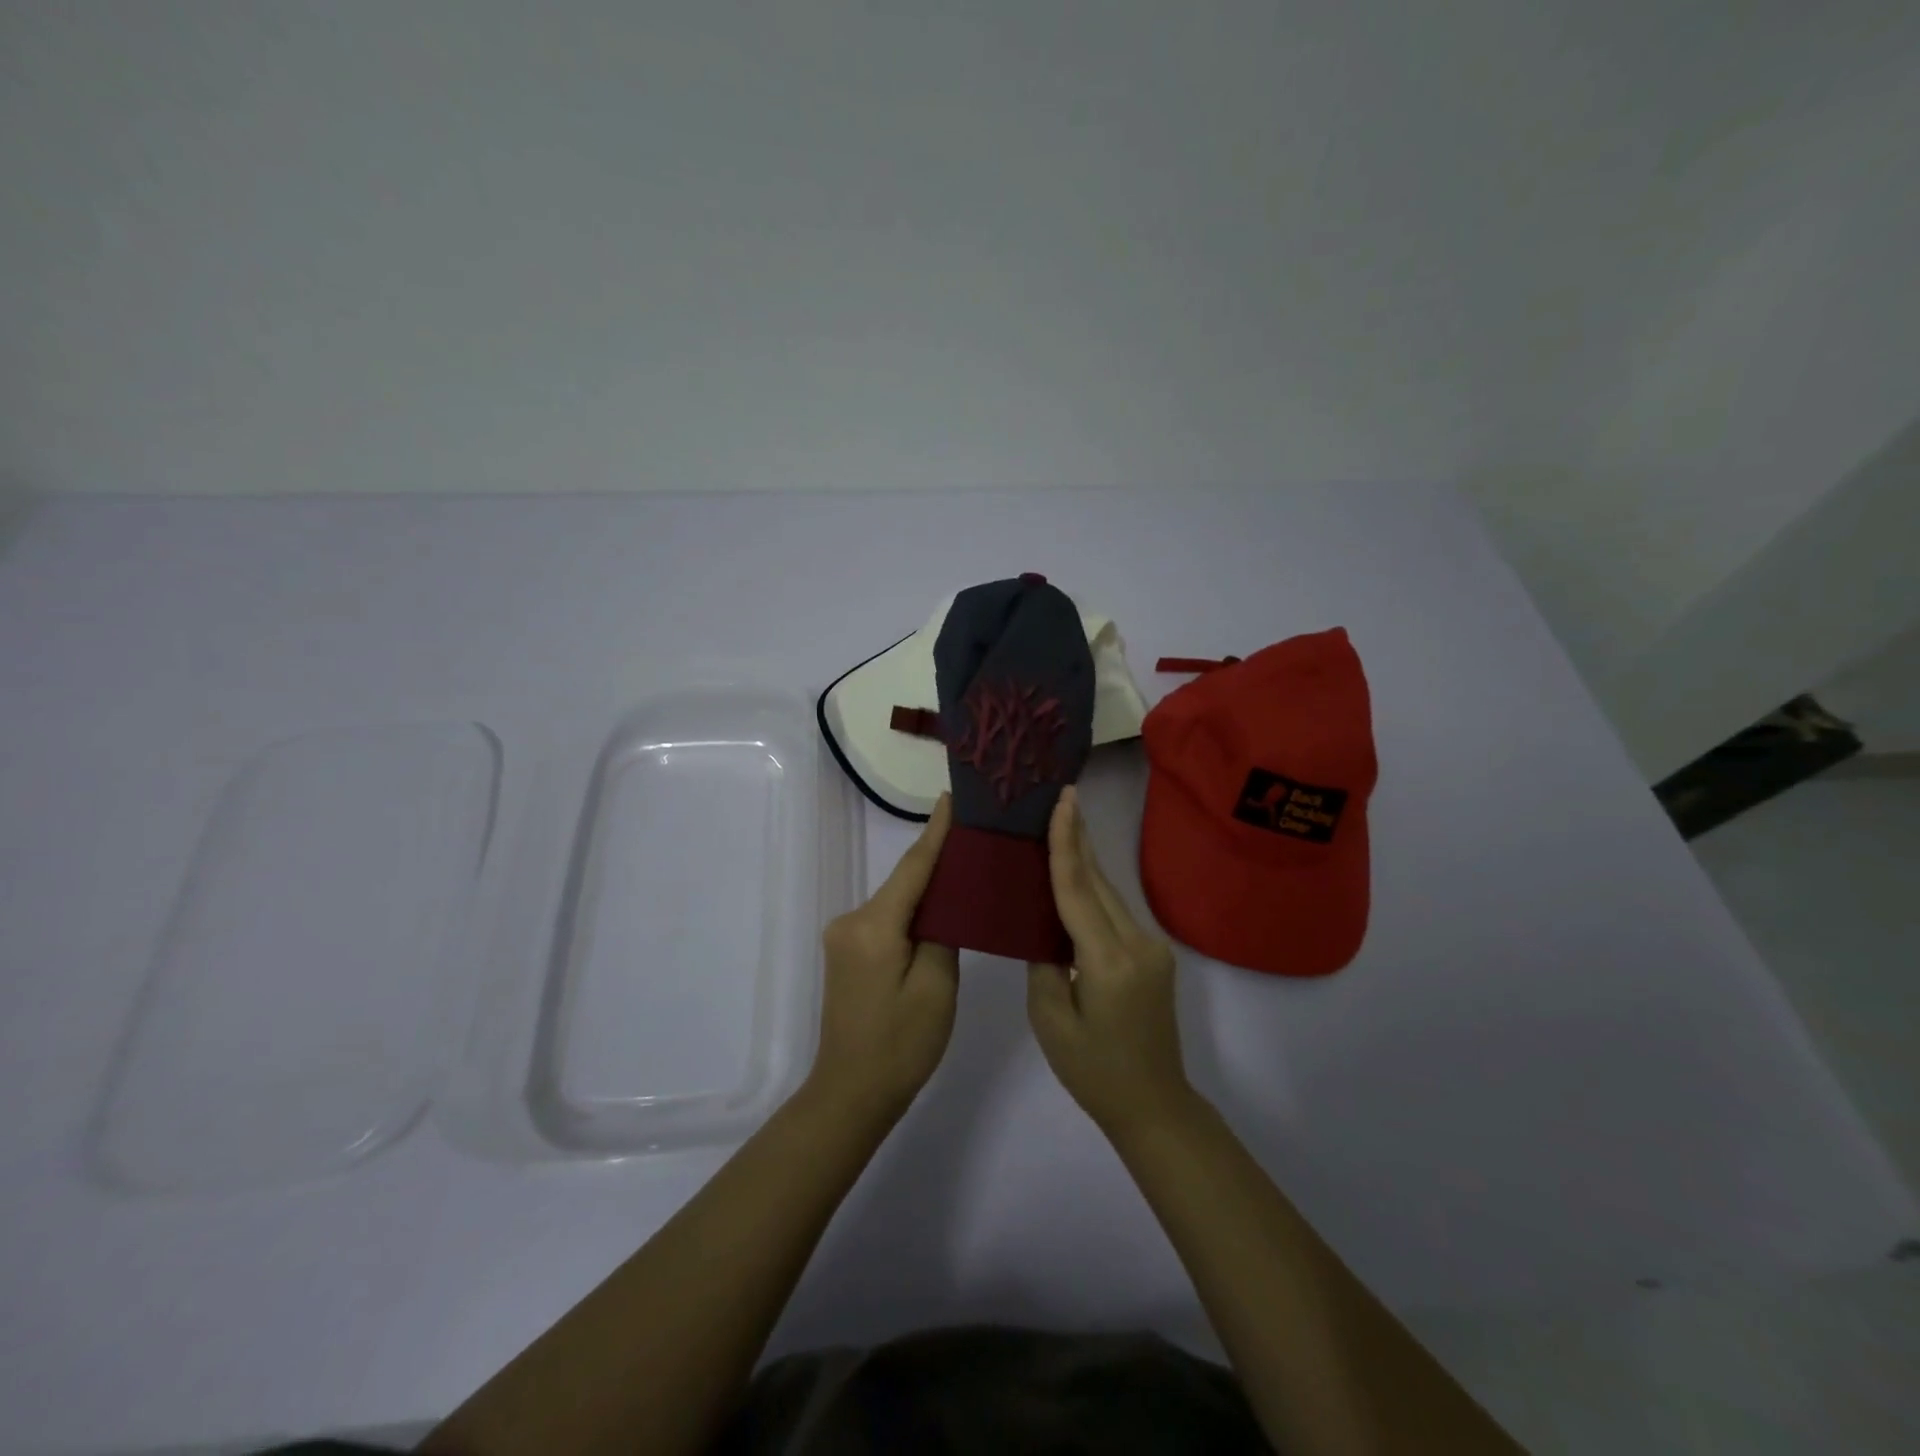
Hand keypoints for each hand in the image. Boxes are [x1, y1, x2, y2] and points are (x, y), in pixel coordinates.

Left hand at [809, 794, 960, 1121]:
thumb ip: (943, 933)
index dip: (936, 832)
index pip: (913, 867)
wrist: (851, 1093)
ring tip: (968, 870)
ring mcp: (845, 936)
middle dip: (938, 859)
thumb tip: (946, 901)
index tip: (953, 797)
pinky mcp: (847, 952)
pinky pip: (887, 919)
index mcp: (874, 925)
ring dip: (927, 888)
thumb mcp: (936, 987)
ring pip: (896, 901)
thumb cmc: (901, 1045)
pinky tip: (940, 910)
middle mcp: (852, 920)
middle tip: (978, 837)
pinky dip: (913, 912)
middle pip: (904, 882)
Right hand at [1026, 786, 1190, 1136]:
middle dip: (1078, 838)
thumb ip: (1044, 963)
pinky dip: (1093, 889)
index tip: (1063, 802)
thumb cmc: (1093, 1071)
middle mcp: (1137, 944)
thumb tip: (1042, 926)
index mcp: (1108, 961)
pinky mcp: (1154, 955)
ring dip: (1085, 860)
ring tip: (1063, 823)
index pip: (1079, 890)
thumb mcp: (1052, 1020)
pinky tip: (1076, 874)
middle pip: (1099, 882)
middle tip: (1059, 797)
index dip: (1066, 843)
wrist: (1154, 1104)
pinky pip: (1116, 912)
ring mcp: (1152, 948)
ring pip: (1110, 894)